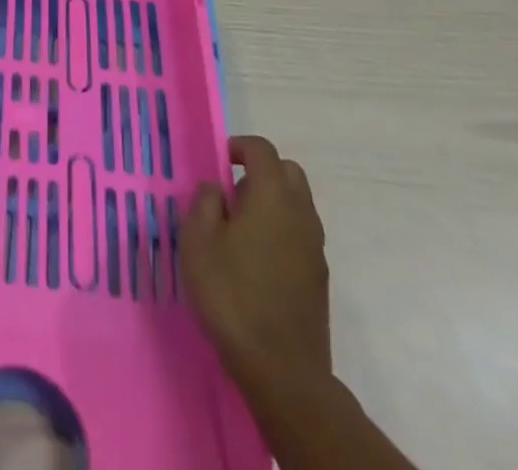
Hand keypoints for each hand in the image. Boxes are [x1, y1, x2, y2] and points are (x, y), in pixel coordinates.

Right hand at [181, 136, 330, 402]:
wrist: (282, 370)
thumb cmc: (232, 295)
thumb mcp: (198, 241)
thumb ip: (204, 202)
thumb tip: (216, 187)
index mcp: (272, 197)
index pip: (262, 150)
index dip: (239, 146)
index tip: (218, 161)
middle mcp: (301, 214)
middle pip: (288, 172)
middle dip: (261, 171)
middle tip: (232, 194)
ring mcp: (315, 247)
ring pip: (298, 203)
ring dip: (272, 202)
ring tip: (240, 229)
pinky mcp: (319, 277)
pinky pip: (301, 233)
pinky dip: (281, 230)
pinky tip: (257, 260)